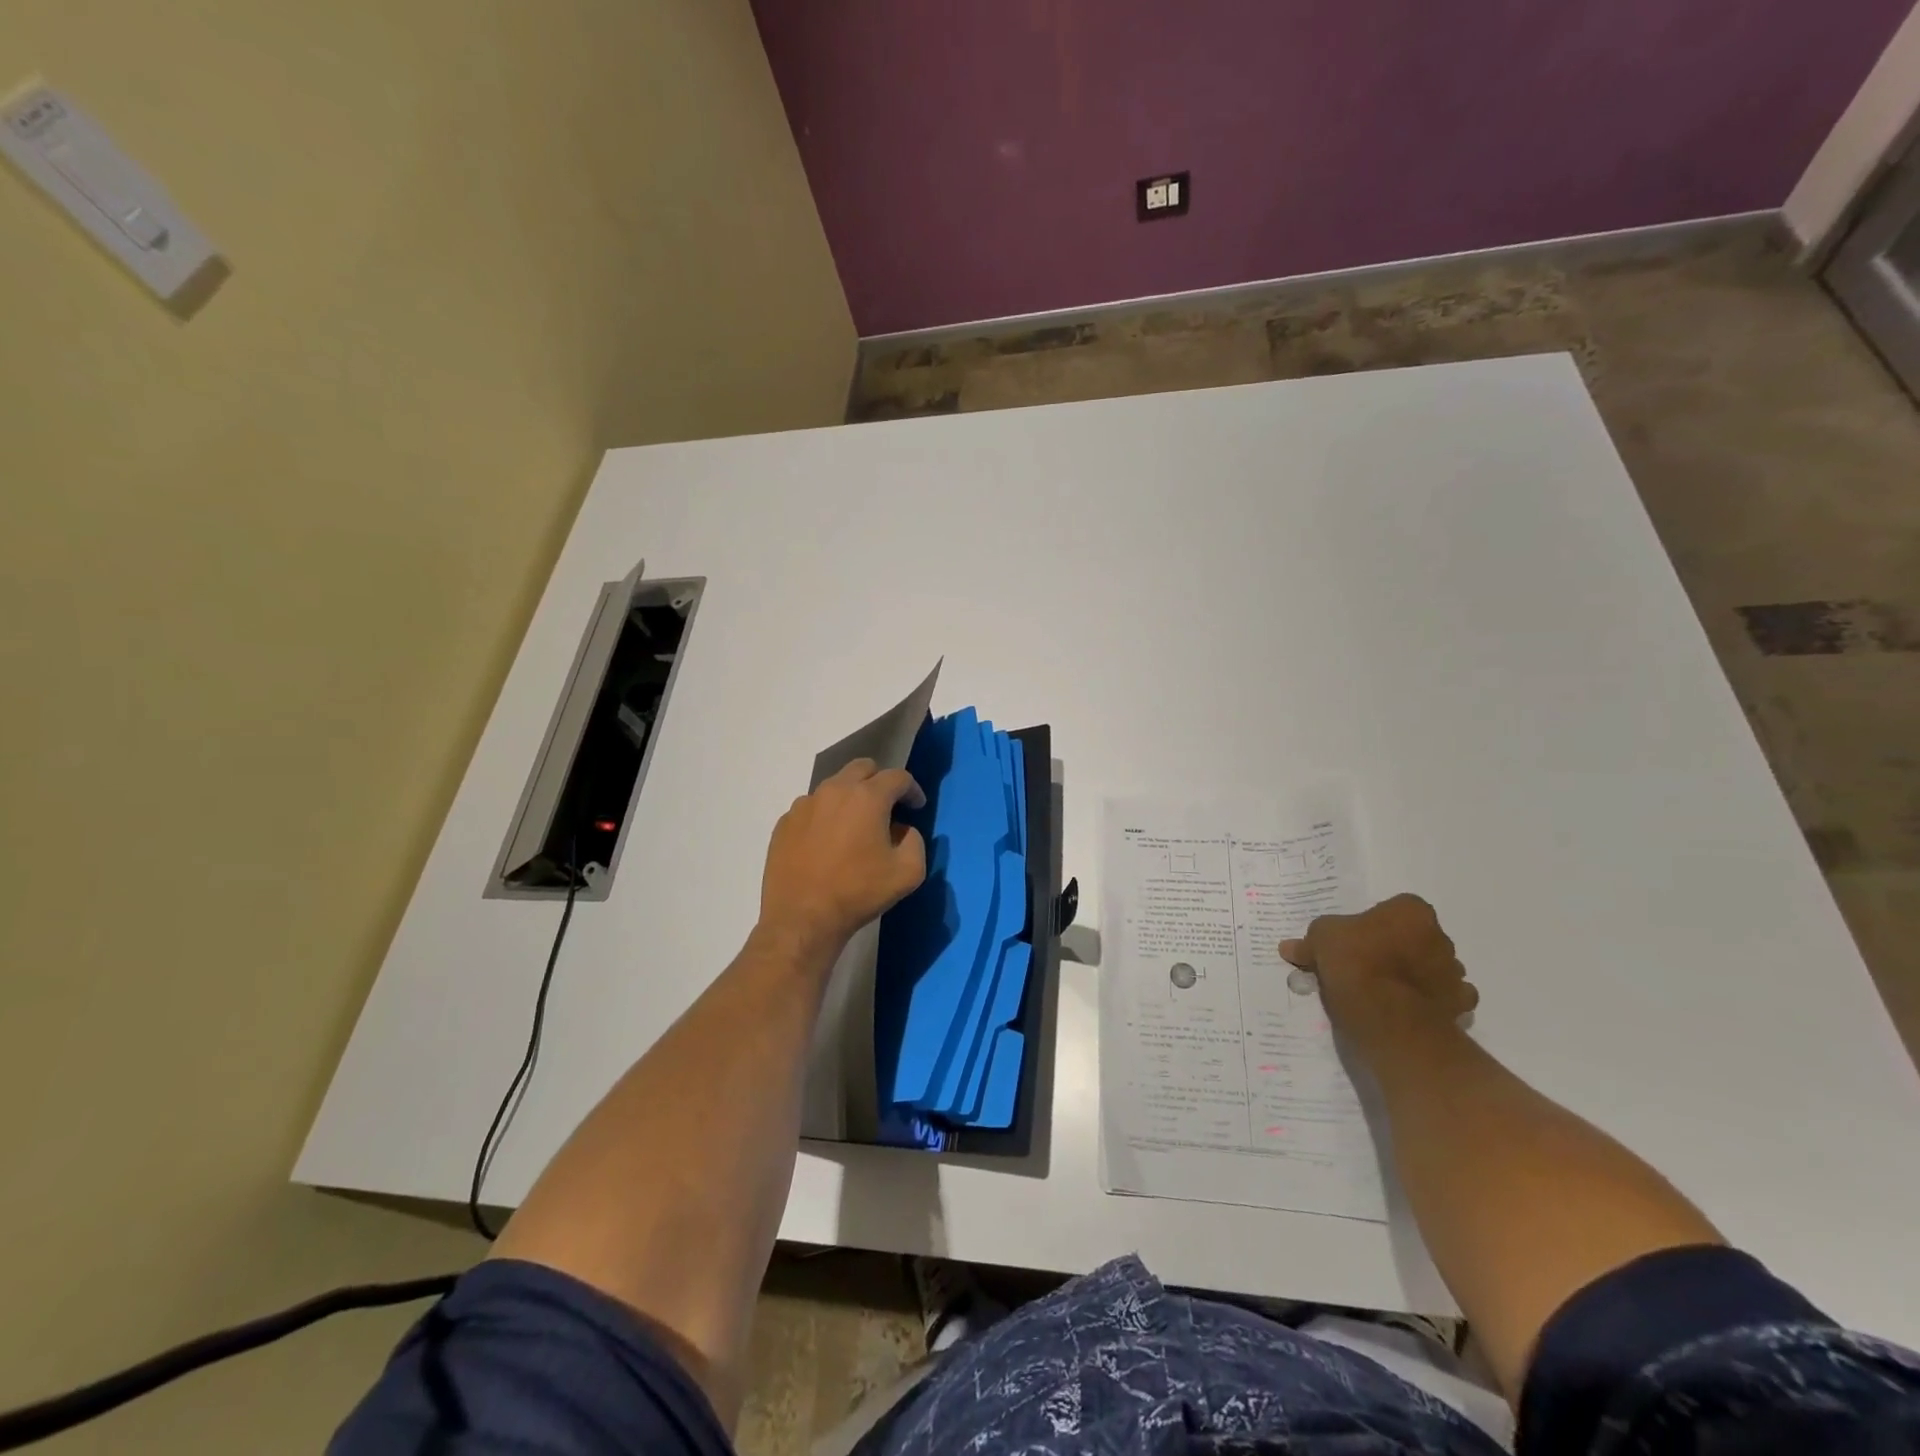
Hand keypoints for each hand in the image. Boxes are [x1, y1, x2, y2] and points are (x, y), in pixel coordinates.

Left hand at [758, 759, 927, 961]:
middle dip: (880, 782)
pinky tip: (827, 843)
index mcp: (867, 797)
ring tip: (854, 827)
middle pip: (862, 768)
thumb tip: (902, 829)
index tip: (916, 807)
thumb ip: (915, 841)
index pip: (897, 777)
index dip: (912, 789)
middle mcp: (834, 791)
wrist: (802, 918)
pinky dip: (825, 816)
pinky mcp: (784, 823)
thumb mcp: (908, 872)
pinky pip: (811, 808)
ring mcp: (804, 805)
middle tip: (887, 808)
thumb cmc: (859, 893)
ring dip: (850, 798)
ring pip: (834, 786)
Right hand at [1279, 894, 1477, 1059]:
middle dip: (1398, 948)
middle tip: (1367, 964)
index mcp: (1411, 911)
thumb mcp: (1320, 940)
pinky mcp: (1460, 1005)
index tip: (1356, 940)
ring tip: (1385, 990)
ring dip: (1416, 974)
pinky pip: (1445, 997)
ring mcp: (1453, 972)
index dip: (1375, 924)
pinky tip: (1408, 1007)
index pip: (1395, 909)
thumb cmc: (1355, 962)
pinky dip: (1432, 1001)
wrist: (1388, 1016)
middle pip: (1416, 938)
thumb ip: (1310, 942)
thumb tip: (1289, 947)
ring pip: (1433, 967)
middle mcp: (1440, 937)